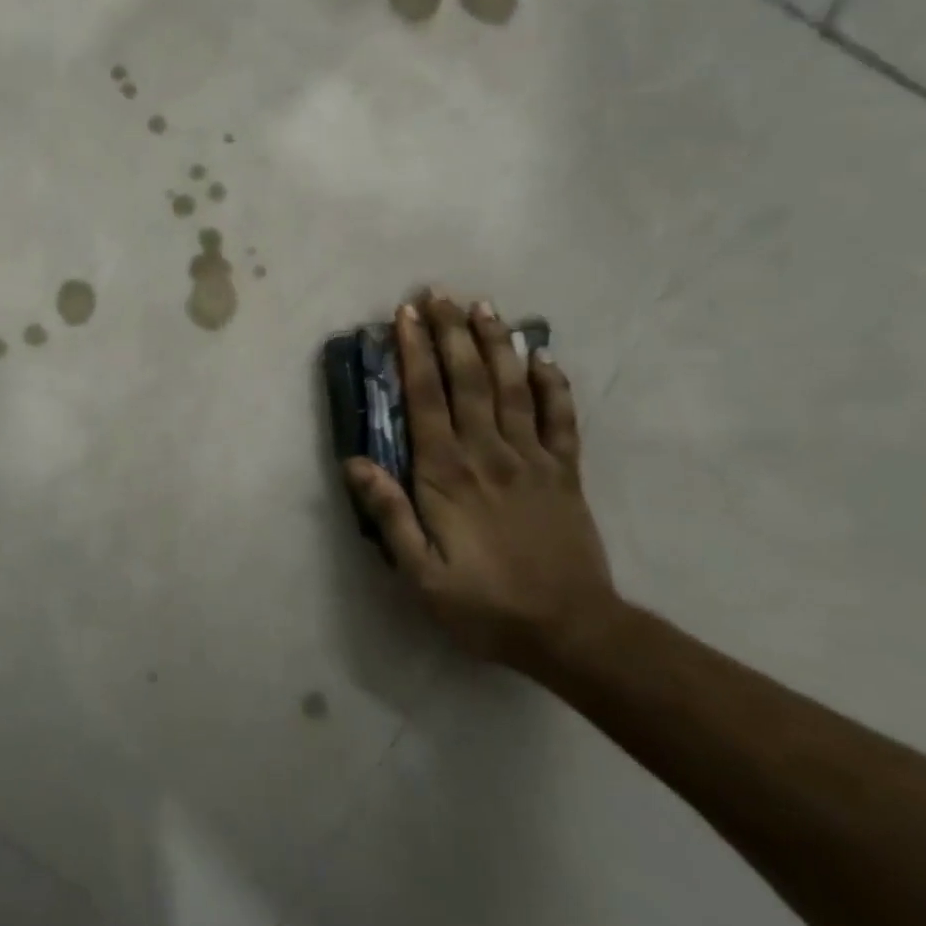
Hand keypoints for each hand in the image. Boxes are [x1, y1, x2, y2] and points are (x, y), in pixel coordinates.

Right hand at [344, 292, 622, 672]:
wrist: (572, 632)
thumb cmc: (484, 604)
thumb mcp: (419, 573)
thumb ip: (389, 514)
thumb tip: (354, 462)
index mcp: (446, 474)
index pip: (426, 398)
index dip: (414, 353)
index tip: (406, 316)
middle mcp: (487, 453)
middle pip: (468, 380)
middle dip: (452, 333)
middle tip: (440, 294)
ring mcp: (532, 459)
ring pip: (513, 388)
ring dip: (496, 344)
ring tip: (484, 307)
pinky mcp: (565, 473)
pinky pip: (561, 419)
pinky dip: (554, 385)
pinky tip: (544, 356)